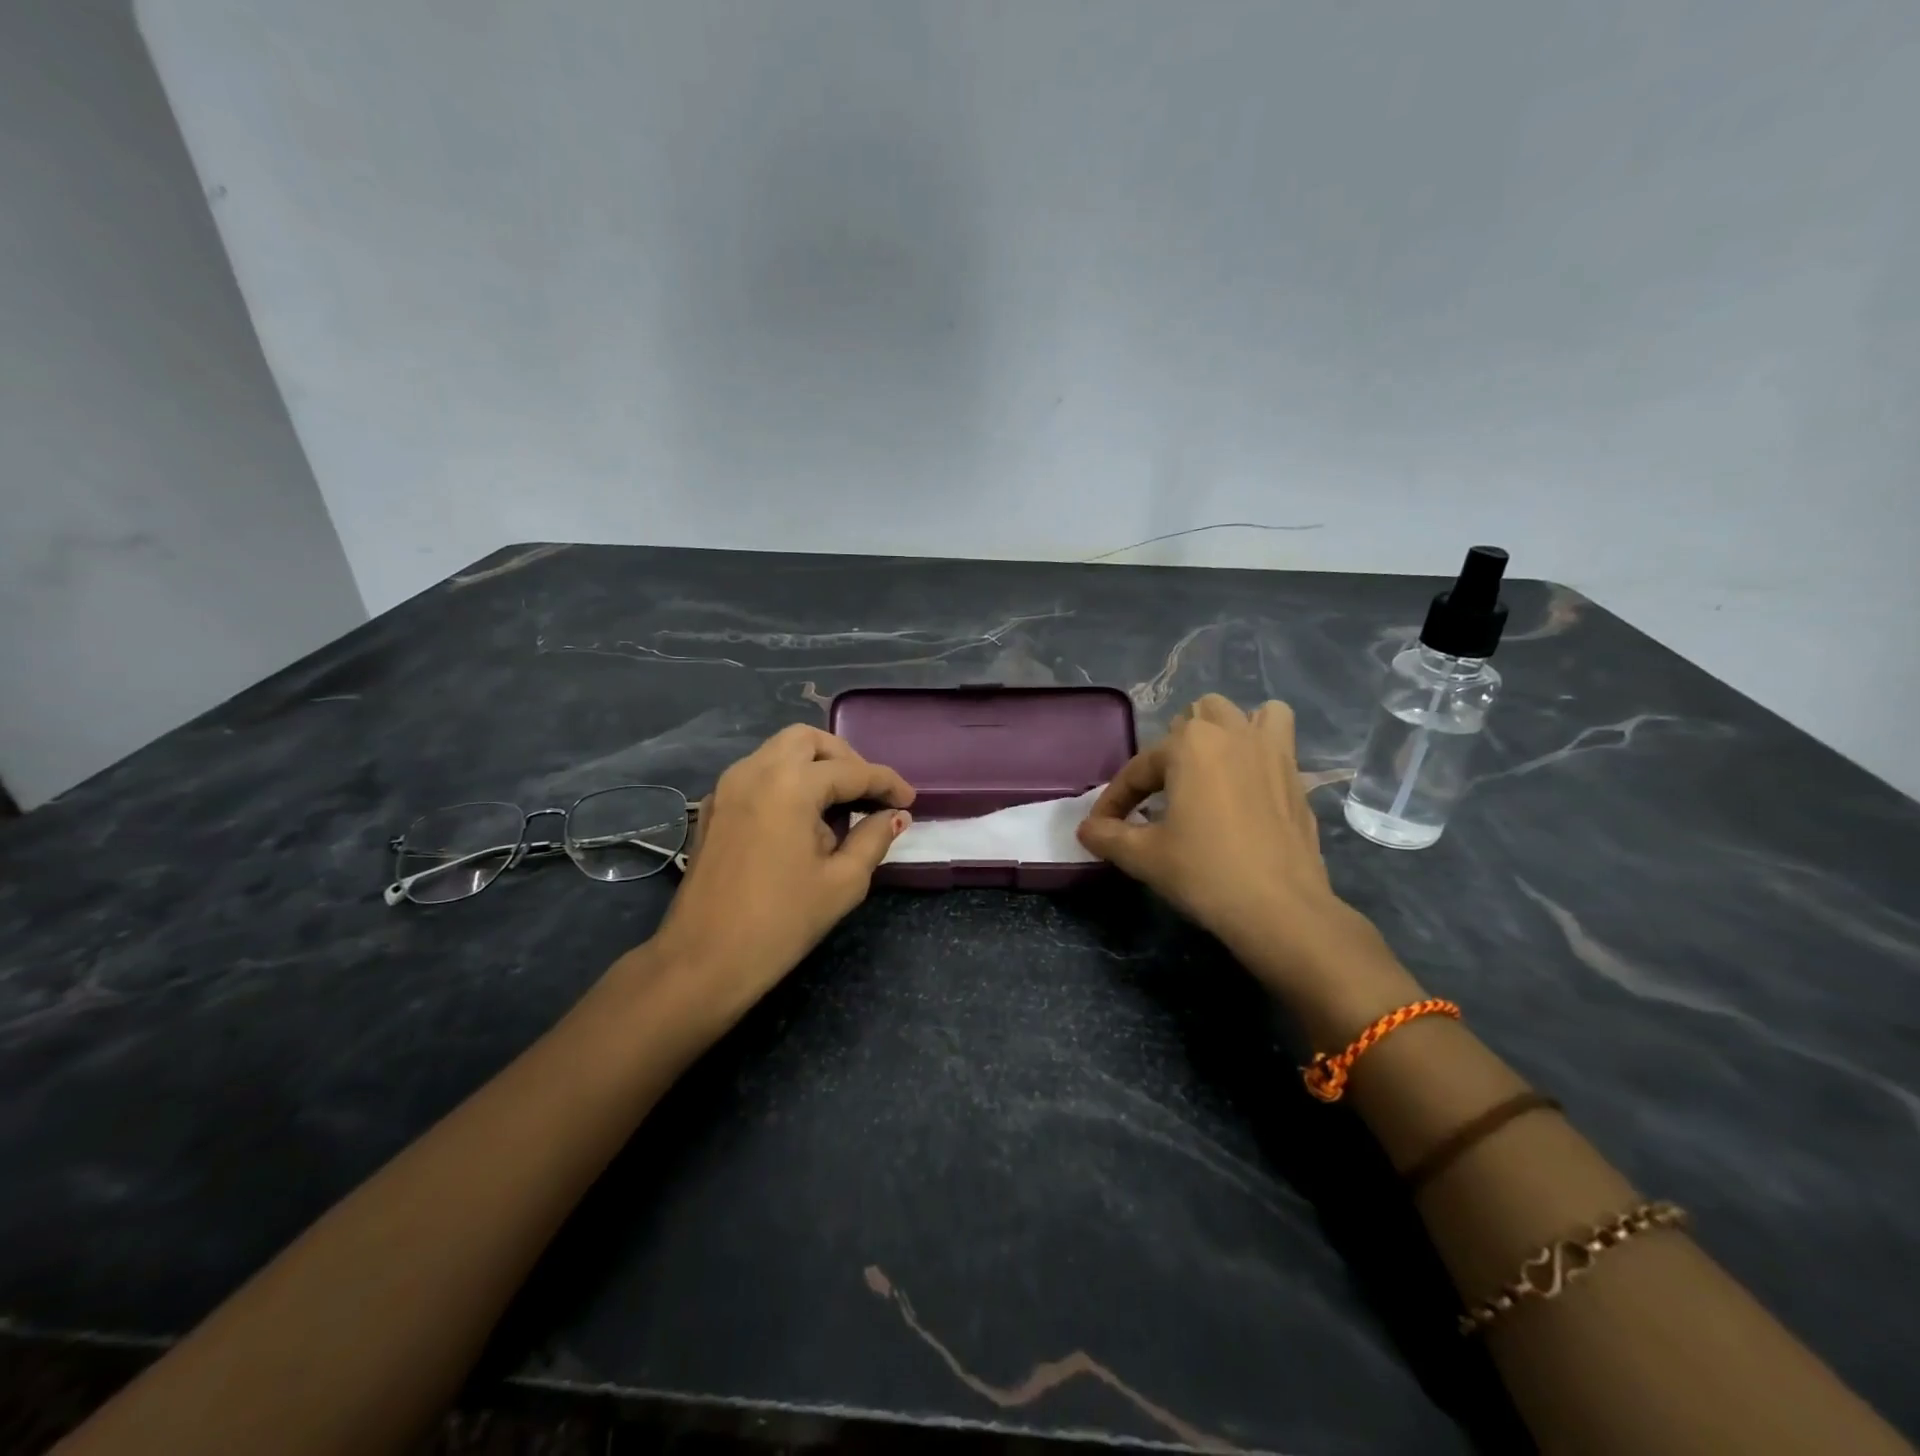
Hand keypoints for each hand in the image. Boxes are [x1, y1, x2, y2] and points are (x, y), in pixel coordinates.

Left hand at [648, 724, 913, 1024]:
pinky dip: (786, 780)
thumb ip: (873, 838)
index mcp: (790, 785)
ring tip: (838, 804)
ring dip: (814, 766)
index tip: (909, 801)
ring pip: (779, 751)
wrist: (704, 960)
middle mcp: (755, 771)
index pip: (852, 771)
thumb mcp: (843, 882)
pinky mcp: (714, 807)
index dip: (887, 784)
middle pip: (808, 741)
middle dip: (845, 759)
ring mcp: (728, 786)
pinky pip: (757, 773)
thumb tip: (895, 816)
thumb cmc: (782, 922)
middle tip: (868, 792)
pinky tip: (801, 818)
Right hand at [1077, 696, 1412, 1028]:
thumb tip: (1087, 830)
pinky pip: (1278, 740)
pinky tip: (1247, 783)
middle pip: (1193, 719)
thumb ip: (1108, 836)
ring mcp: (1271, 750)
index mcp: (1189, 744)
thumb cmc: (1205, 874)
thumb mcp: (1144, 857)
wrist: (1281, 910)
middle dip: (1171, 751)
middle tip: (1160, 794)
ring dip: (1223, 732)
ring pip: (1244, 715)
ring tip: (1210, 767)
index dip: (1115, 800)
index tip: (1101, 828)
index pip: (1138, 768)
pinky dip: (1261, 748)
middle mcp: (1231, 733)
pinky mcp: (1296, 776)